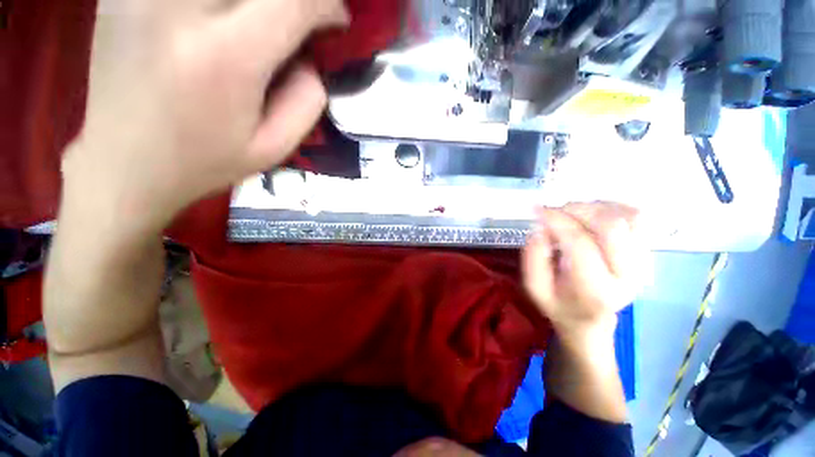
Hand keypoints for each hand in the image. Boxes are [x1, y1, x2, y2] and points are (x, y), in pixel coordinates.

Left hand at [61, 0, 348, 233]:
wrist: (123, 165)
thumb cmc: (204, 162)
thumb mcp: (274, 148)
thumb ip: (307, 103)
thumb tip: (311, 61)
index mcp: (225, 58)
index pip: (292, 1)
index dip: (325, 4)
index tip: (335, 21)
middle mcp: (178, 9)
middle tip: (298, 23)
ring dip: (254, 1)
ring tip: (260, 26)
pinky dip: (219, 4)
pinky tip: (218, 20)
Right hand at [523, 202, 650, 337]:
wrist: (591, 318)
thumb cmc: (559, 303)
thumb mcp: (535, 288)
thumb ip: (533, 259)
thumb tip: (541, 229)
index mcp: (596, 290)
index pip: (580, 244)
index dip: (557, 221)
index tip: (538, 210)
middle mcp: (628, 276)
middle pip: (611, 226)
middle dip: (578, 210)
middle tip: (556, 210)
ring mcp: (644, 263)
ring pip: (629, 217)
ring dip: (595, 207)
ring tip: (572, 213)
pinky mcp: (647, 252)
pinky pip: (638, 217)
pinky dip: (613, 207)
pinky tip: (591, 214)